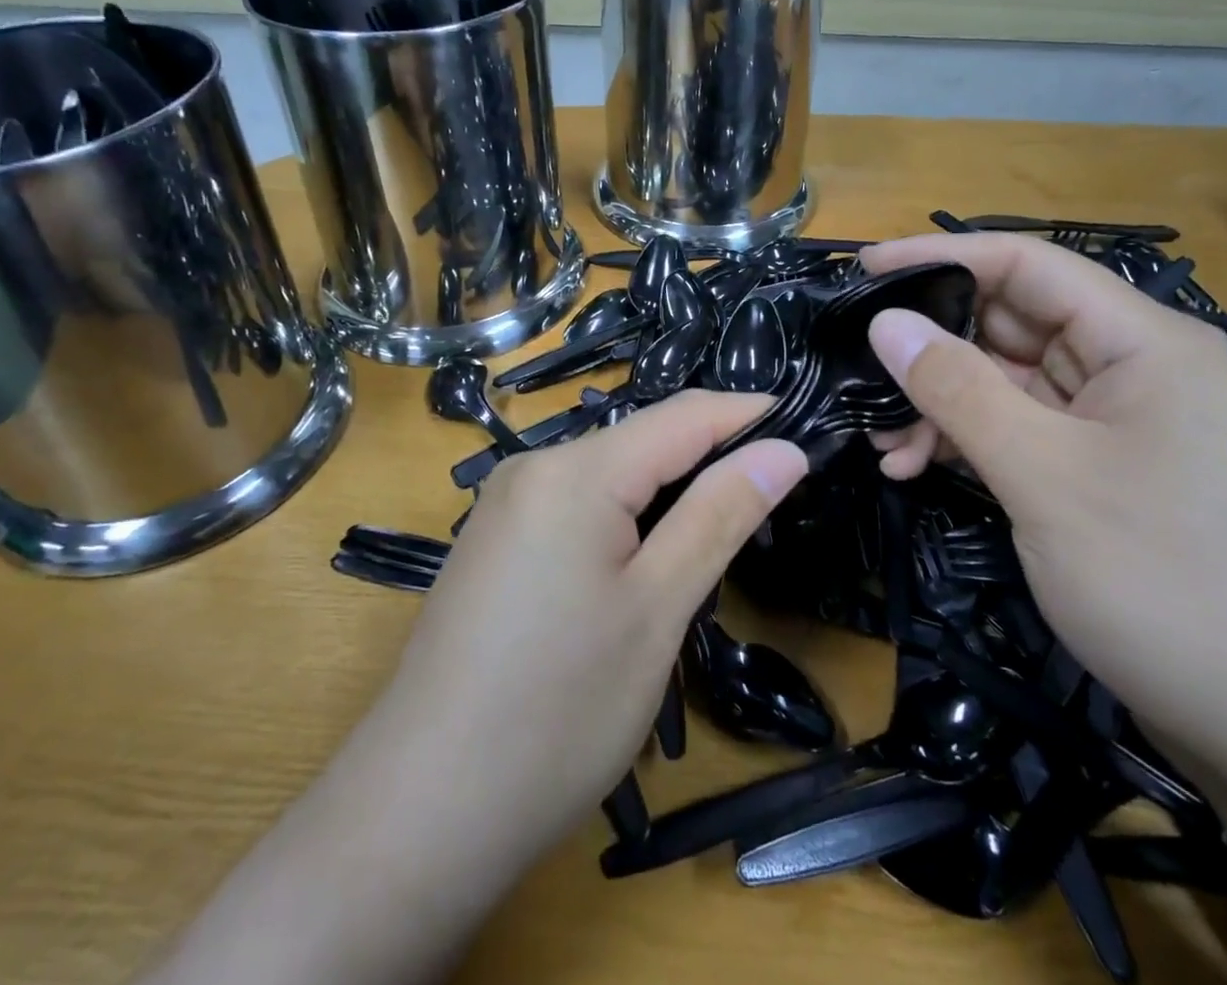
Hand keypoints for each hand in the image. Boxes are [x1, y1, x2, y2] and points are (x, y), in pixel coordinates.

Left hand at [377, 391, 806, 870]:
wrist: (420, 811)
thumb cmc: (558, 711)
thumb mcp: (658, 609)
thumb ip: (720, 514)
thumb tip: (783, 450)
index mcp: (574, 471)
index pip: (682, 415)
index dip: (747, 414)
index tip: (806, 427)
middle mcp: (533, 467)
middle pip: (642, 439)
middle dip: (710, 455)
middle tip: (775, 492)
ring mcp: (505, 504)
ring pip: (609, 471)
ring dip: (669, 488)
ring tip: (726, 522)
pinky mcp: (494, 541)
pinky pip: (576, 501)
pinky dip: (626, 512)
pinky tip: (647, 554)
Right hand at [861, 233, 1226, 770]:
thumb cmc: (1171, 584)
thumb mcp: (1045, 477)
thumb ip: (958, 389)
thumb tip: (886, 321)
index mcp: (1144, 342)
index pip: (1026, 264)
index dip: (939, 257)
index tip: (862, 269)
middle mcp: (1137, 368)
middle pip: (1014, 324)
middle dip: (933, 348)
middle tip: (860, 372)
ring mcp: (1124, 425)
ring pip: (1012, 383)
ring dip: (945, 406)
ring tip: (886, 445)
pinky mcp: (1111, 474)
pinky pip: (1027, 433)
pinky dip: (973, 444)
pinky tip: (921, 470)